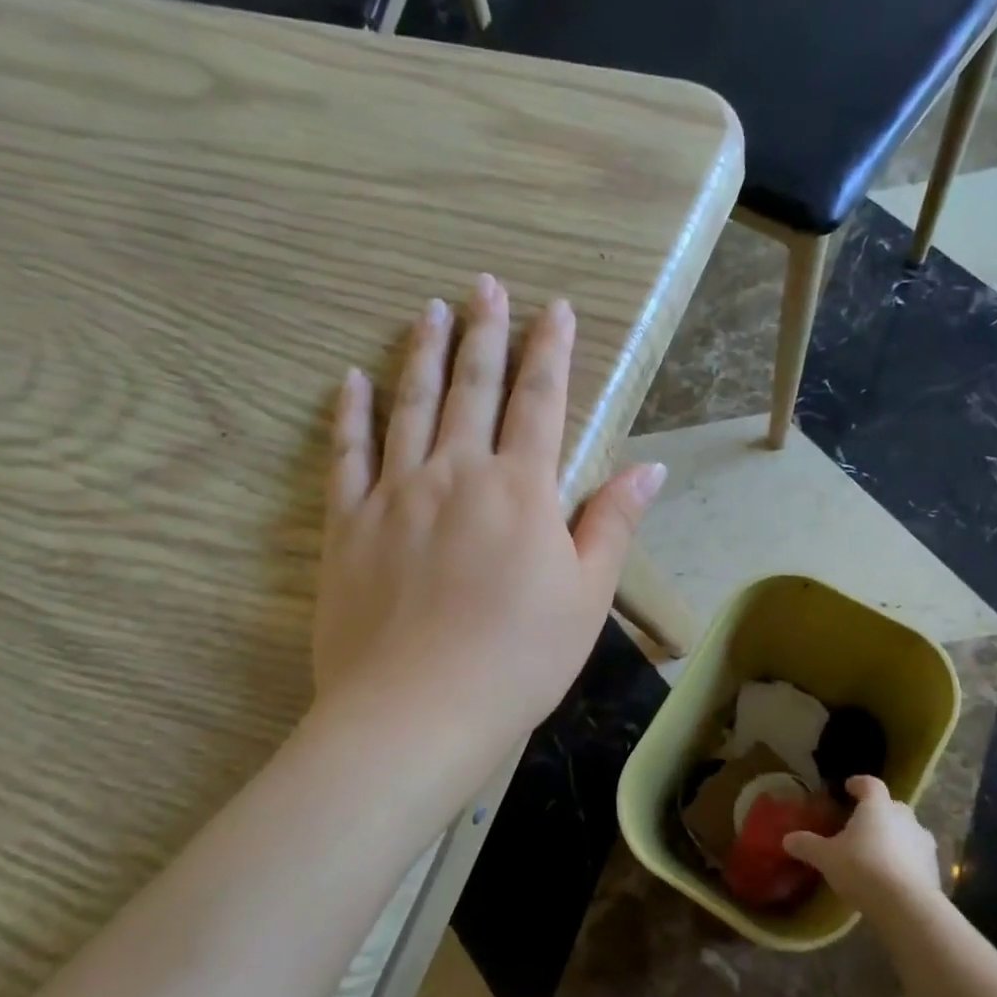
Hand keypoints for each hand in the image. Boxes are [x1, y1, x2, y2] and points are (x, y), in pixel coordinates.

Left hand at [313, 274, 665, 761]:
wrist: (419, 712)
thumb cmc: (519, 659)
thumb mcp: (586, 597)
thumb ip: (613, 524)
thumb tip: (649, 470)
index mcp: (521, 490)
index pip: (540, 401)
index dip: (550, 350)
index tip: (554, 308)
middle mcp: (457, 473)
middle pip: (473, 388)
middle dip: (485, 332)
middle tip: (485, 284)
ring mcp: (396, 494)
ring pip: (411, 407)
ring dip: (423, 355)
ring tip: (428, 311)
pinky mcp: (347, 525)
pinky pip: (347, 455)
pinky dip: (350, 414)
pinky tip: (352, 379)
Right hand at [783, 777, 942, 918]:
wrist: (907, 906)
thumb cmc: (862, 869)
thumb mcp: (826, 857)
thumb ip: (807, 845)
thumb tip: (787, 839)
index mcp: (877, 806)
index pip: (869, 784)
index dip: (858, 784)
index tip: (849, 788)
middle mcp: (904, 816)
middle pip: (891, 806)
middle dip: (877, 812)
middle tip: (860, 825)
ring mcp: (923, 841)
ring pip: (907, 831)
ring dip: (894, 837)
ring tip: (878, 852)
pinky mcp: (934, 867)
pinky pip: (916, 856)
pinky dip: (905, 860)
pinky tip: (893, 876)